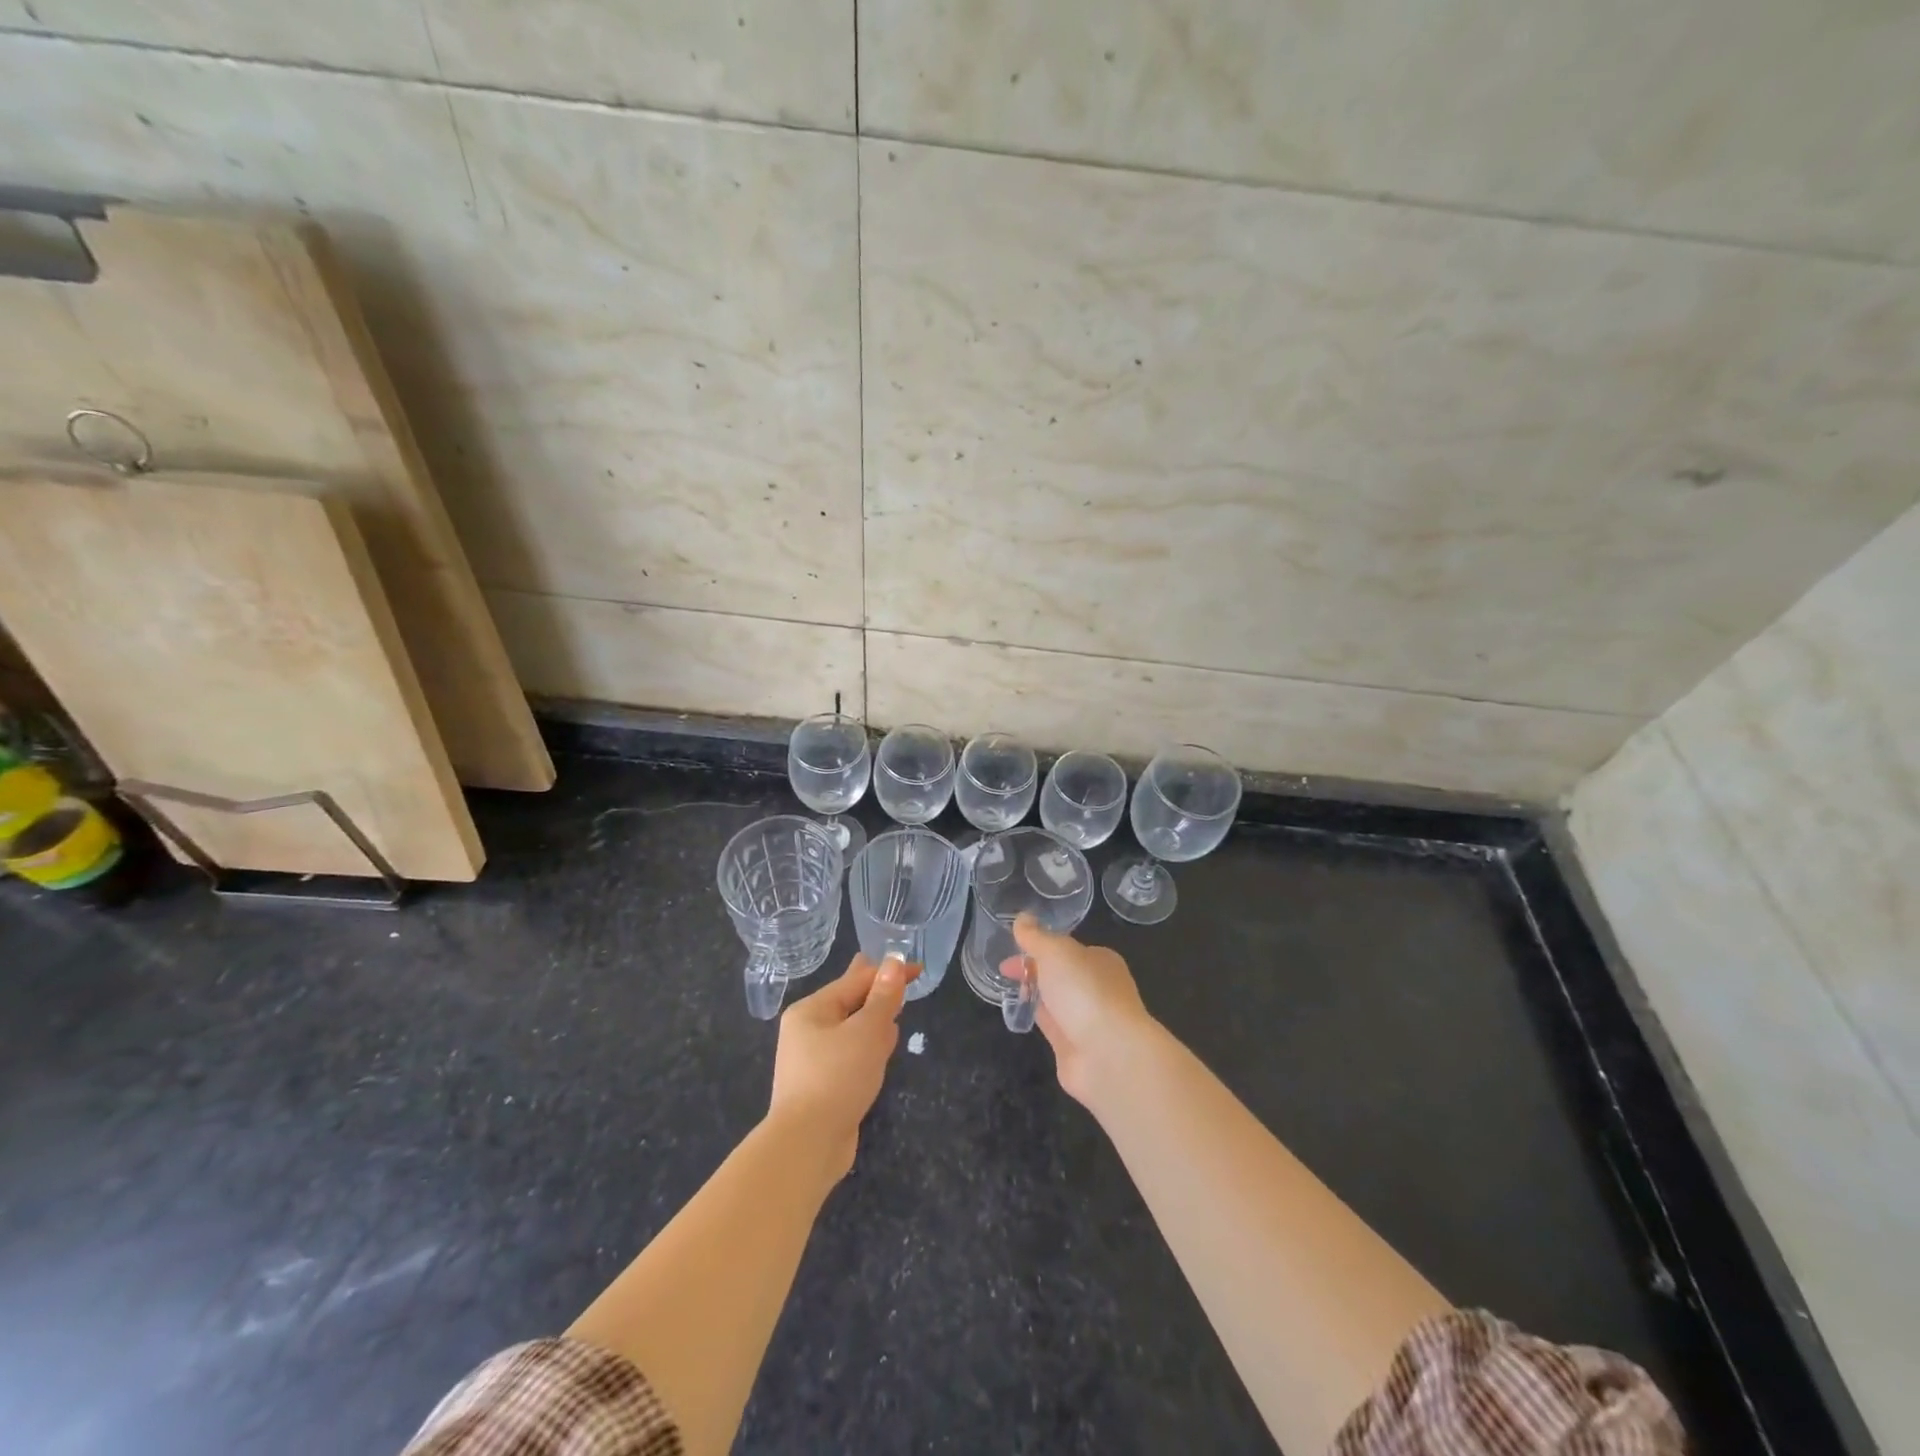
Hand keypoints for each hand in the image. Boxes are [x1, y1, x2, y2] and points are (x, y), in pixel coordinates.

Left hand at [768, 953, 914, 1180]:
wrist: (807, 1145)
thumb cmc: (837, 1077)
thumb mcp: (867, 1031)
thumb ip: (883, 998)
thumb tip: (893, 962)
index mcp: (812, 1010)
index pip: (857, 980)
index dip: (889, 972)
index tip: (918, 968)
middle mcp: (807, 1030)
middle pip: (849, 1002)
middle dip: (876, 992)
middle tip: (897, 979)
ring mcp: (812, 1060)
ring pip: (851, 1029)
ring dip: (874, 1021)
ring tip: (895, 1011)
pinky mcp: (823, 1085)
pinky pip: (850, 1054)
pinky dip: (868, 1047)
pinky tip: (883, 1050)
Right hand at [1004, 915, 1155, 1106]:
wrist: (1109, 1054)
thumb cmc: (1085, 991)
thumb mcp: (1056, 952)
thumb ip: (1036, 936)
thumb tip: (1022, 918)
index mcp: (1100, 960)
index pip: (1066, 948)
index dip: (1037, 945)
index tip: (1011, 947)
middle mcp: (1097, 987)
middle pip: (1059, 973)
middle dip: (1033, 969)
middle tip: (1004, 971)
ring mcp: (1087, 1018)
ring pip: (1055, 999)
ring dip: (1034, 993)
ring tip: (1006, 989)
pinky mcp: (1075, 1046)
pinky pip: (1051, 1024)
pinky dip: (1035, 1016)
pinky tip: (1019, 1013)